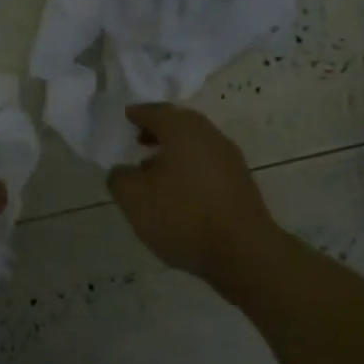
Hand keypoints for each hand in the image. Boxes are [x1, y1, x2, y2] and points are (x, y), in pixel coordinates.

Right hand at [108, 104, 280, 289]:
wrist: (243, 252)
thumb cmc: (183, 216)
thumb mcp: (134, 199)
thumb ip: (120, 178)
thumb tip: (122, 171)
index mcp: (182, 129)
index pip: (155, 111)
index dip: (137, 114)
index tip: (125, 118)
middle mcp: (209, 135)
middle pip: (179, 124)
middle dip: (157, 130)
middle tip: (138, 141)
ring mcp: (229, 158)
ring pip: (195, 145)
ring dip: (174, 151)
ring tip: (153, 171)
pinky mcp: (241, 182)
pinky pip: (208, 164)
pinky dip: (190, 168)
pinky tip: (179, 192)